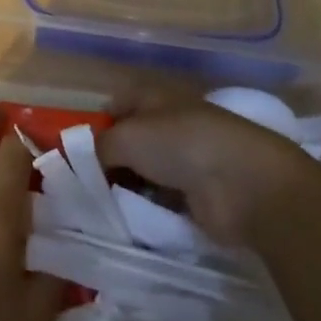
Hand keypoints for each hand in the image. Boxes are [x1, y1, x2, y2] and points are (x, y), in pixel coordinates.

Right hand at [99, 99, 316, 244]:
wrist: (243, 183)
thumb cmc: (181, 144)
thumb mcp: (127, 137)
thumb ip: (99, 147)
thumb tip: (87, 160)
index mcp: (153, 96)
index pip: (116, 104)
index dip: (96, 124)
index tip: (76, 154)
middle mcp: (168, 123)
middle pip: (128, 141)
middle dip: (108, 163)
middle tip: (83, 190)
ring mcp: (185, 159)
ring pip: (143, 172)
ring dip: (127, 189)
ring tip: (101, 212)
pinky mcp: (197, 195)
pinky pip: (161, 200)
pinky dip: (147, 210)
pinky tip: (129, 224)